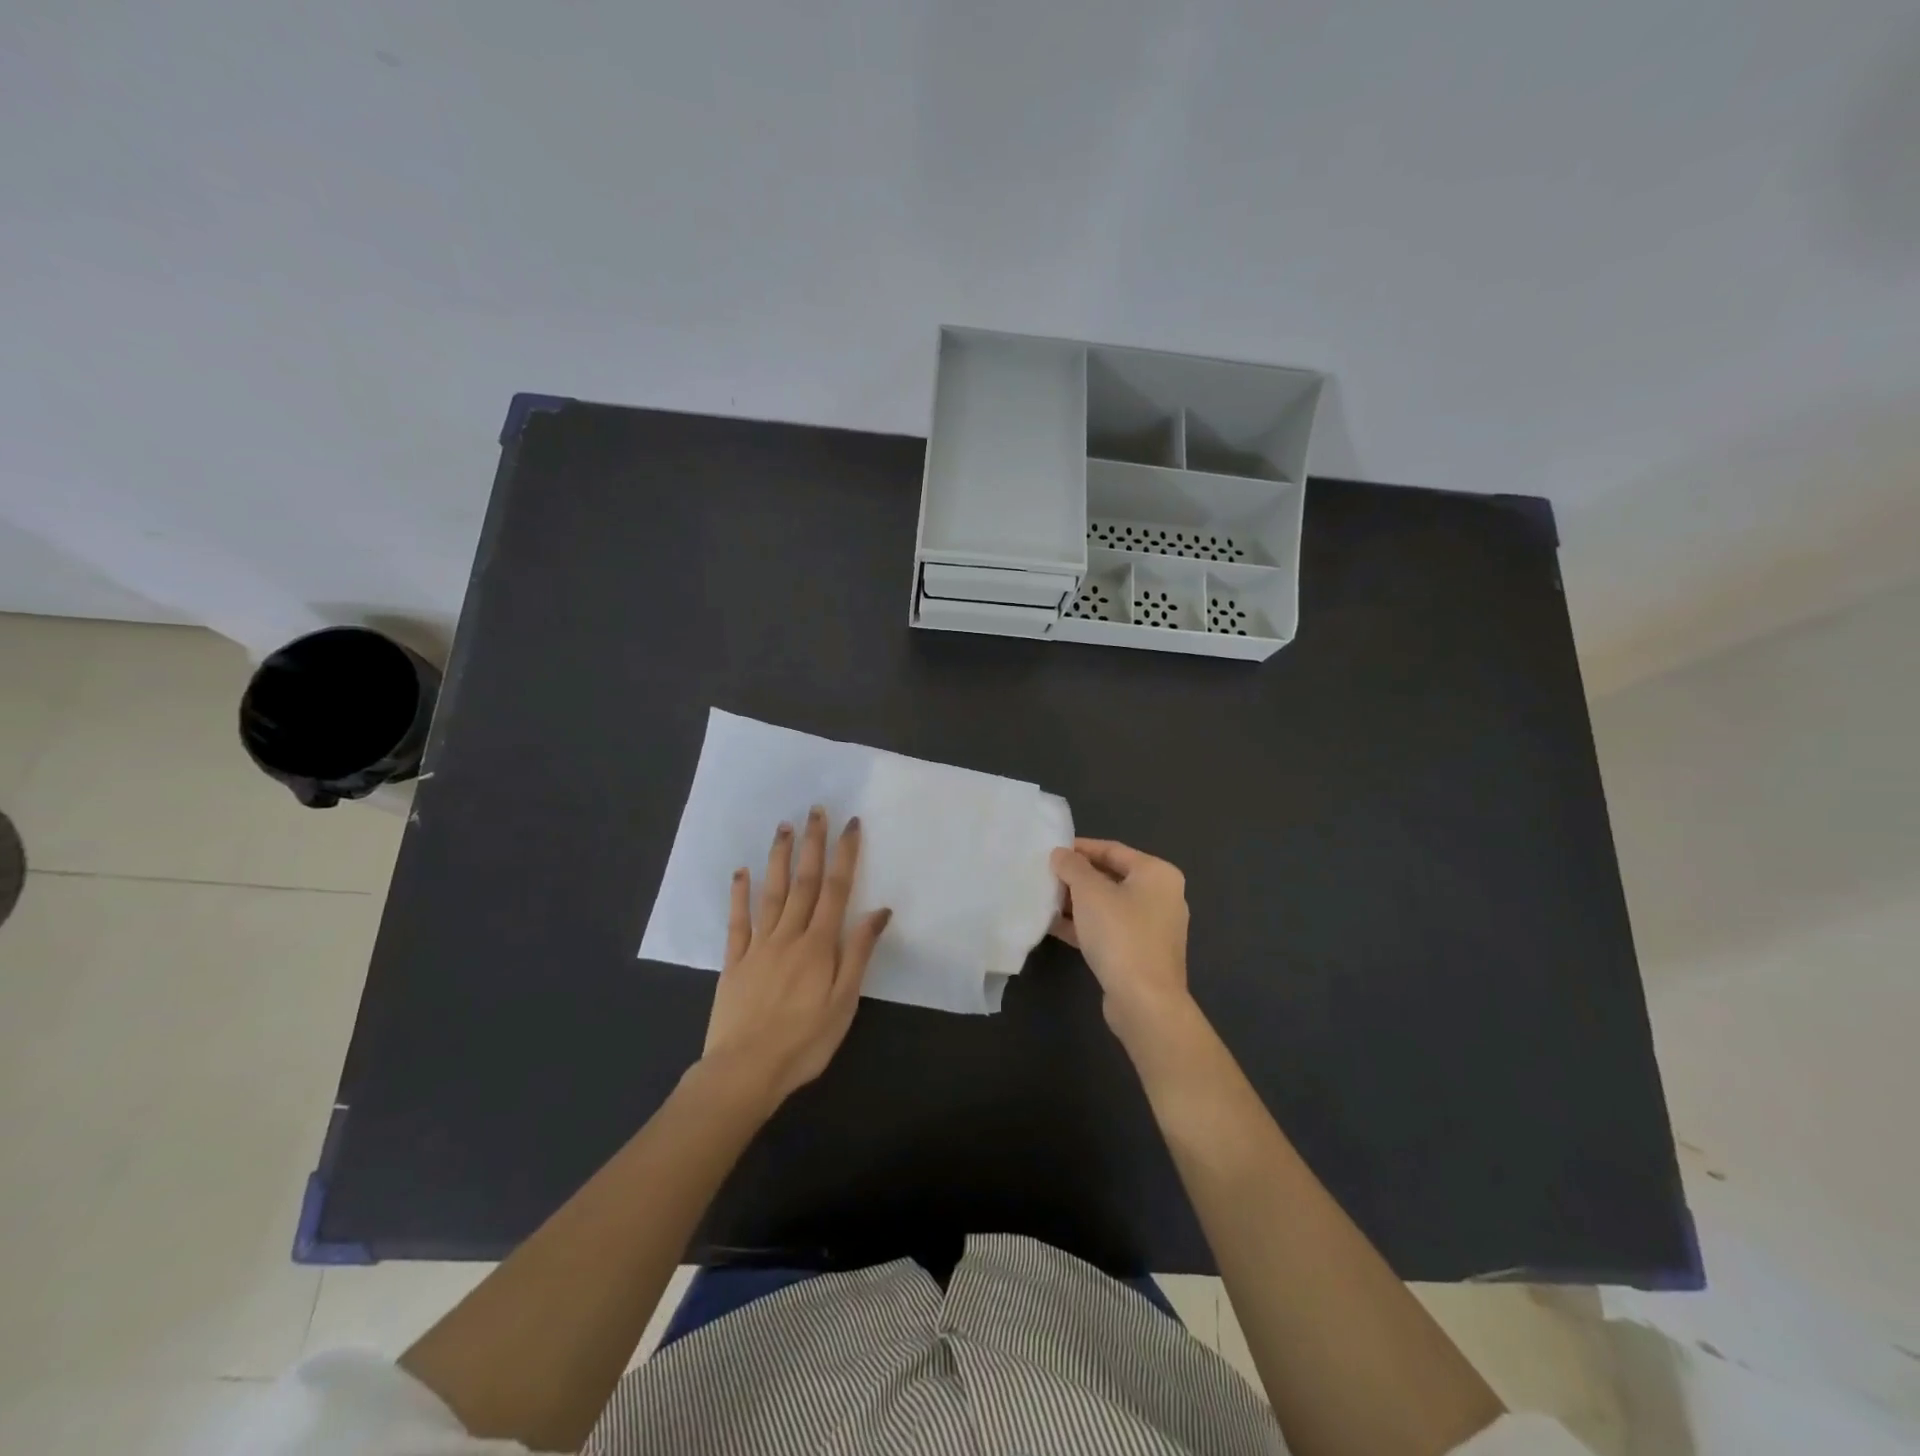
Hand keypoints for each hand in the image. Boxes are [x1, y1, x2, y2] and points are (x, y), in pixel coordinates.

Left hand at [700, 808, 891, 1107]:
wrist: (745, 1071)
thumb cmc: (804, 1041)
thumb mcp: (844, 1001)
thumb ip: (859, 953)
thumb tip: (878, 911)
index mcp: (819, 945)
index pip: (837, 890)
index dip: (845, 855)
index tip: (851, 825)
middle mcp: (789, 935)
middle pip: (804, 882)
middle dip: (812, 844)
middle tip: (815, 810)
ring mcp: (758, 946)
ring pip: (771, 893)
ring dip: (778, 858)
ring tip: (783, 827)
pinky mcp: (734, 961)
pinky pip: (738, 921)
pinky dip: (739, 894)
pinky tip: (741, 872)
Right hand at [1049, 838, 1191, 1040]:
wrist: (1144, 1001)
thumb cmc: (1120, 934)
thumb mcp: (1090, 892)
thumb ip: (1072, 867)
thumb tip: (1061, 854)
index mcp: (1157, 874)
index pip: (1113, 849)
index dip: (1080, 848)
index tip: (1051, 850)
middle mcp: (1161, 896)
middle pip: (1111, 877)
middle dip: (1077, 877)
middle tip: (1045, 874)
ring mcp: (1153, 928)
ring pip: (1108, 906)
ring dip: (1077, 902)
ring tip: (1044, 899)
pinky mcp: (1141, 954)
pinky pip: (1109, 930)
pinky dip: (1084, 925)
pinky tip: (1053, 926)